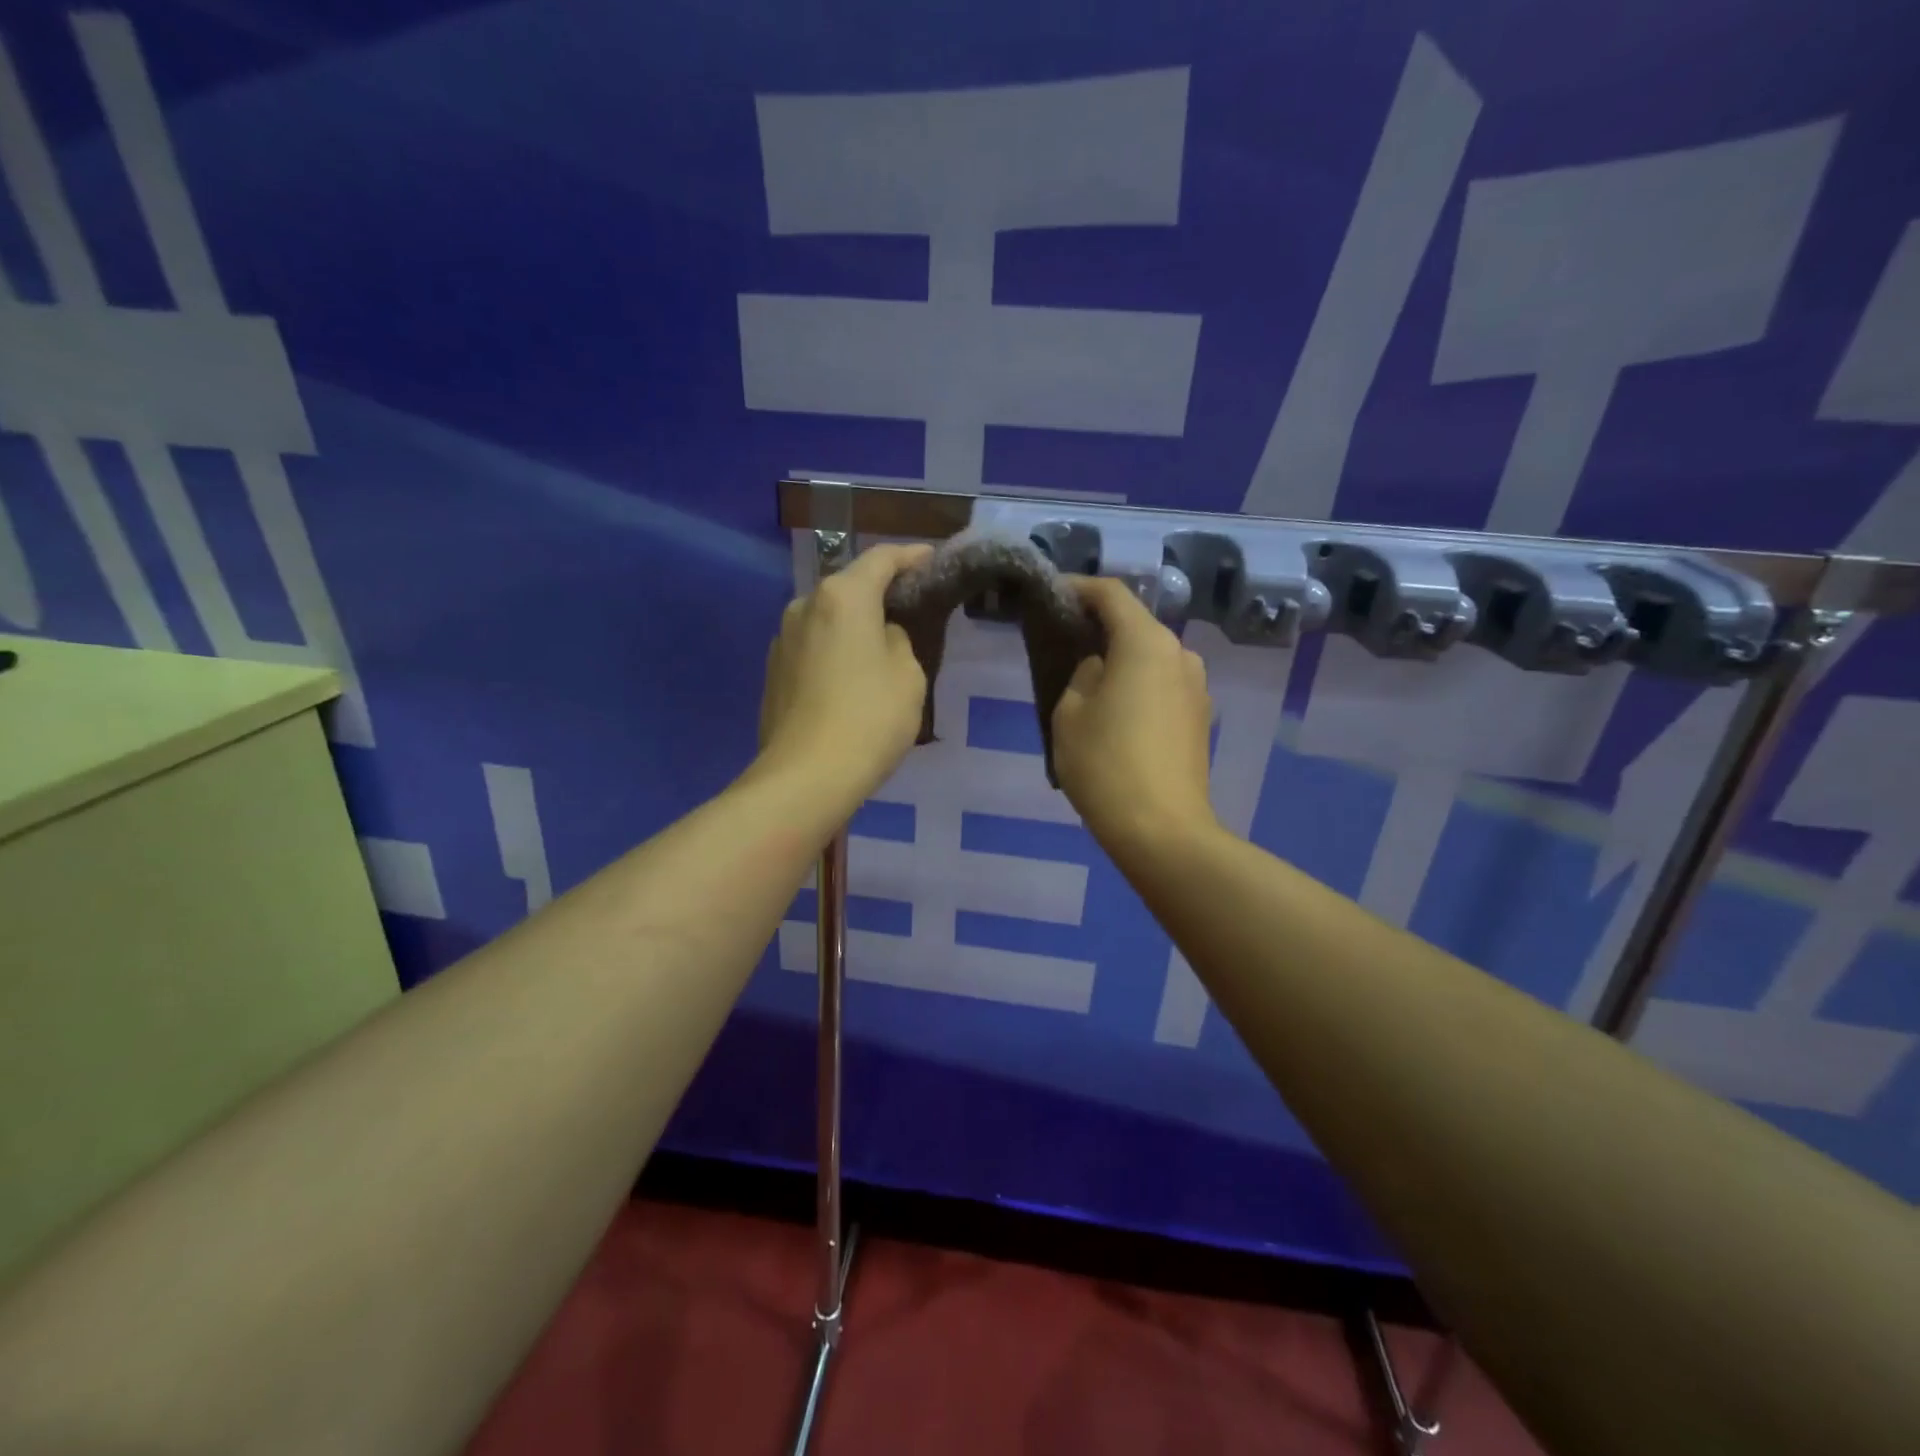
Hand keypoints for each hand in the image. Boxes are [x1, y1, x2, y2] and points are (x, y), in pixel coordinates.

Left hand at [758, 543, 933, 802]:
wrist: (806, 777)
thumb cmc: (869, 719)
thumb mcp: (908, 675)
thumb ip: (898, 640)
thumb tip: (880, 636)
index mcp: (843, 596)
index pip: (881, 559)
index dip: (910, 556)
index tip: (930, 560)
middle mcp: (805, 605)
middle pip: (849, 588)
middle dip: (879, 594)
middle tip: (909, 610)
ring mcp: (782, 639)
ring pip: (828, 619)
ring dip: (853, 626)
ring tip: (879, 650)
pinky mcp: (773, 671)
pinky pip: (813, 648)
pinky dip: (834, 651)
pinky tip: (849, 680)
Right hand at [1052, 578, 1219, 856]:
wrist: (1162, 830)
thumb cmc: (1106, 765)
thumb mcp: (1069, 713)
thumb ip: (1082, 675)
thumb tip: (1100, 669)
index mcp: (1147, 643)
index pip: (1111, 595)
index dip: (1078, 588)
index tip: (1052, 595)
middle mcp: (1181, 655)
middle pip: (1135, 626)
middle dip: (1099, 628)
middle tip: (1063, 642)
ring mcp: (1197, 688)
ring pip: (1150, 659)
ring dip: (1119, 661)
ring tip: (1086, 685)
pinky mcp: (1200, 719)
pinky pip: (1161, 687)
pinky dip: (1136, 687)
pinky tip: (1114, 715)